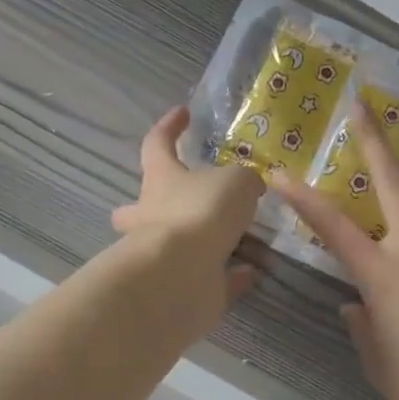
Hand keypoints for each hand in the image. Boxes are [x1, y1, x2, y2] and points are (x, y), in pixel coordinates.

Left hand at [112, 107, 265, 312]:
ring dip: (211, 241)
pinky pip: (213, 278)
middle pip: (141, 207)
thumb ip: (244, 181)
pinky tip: (257, 270)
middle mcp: (154, 216)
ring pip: (181, 245)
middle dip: (152, 205)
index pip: (157, 144)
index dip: (169, 126)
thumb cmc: (201, 211)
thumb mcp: (236, 181)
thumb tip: (249, 187)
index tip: (183, 113)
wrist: (182, 274)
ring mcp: (166, 255)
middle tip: (176, 202)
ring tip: (250, 238)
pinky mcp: (185, 286)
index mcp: (161, 179)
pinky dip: (233, 274)